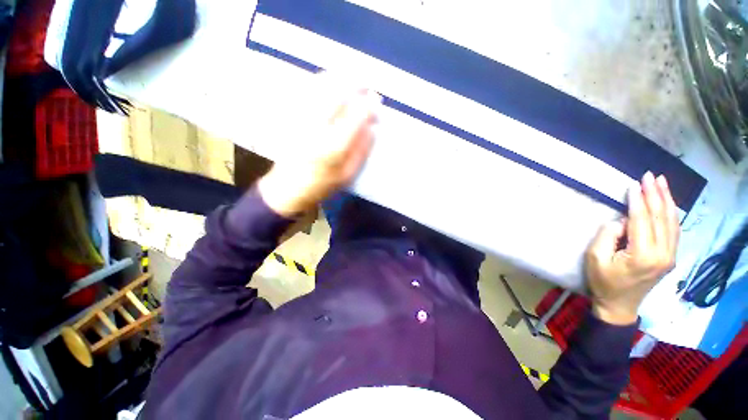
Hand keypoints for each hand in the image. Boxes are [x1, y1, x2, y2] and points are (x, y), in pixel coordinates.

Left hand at [258, 85, 380, 216]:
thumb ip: (361, 150)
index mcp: (334, 146)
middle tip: (365, 83)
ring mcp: (301, 119)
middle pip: (336, 94)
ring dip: (337, 78)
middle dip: (354, 83)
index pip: (355, 116)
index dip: (369, 105)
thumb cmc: (322, 185)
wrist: (289, 188)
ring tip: (350, 78)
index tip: (377, 101)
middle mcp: (317, 128)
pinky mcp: (291, 117)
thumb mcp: (348, 175)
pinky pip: (305, 92)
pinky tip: (329, 82)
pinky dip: (320, 83)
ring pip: (319, 88)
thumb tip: (372, 127)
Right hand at [585, 172, 679, 324]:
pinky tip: (668, 203)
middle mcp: (663, 254)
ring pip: (672, 222)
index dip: (638, 200)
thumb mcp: (595, 258)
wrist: (619, 305)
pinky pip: (674, 231)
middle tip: (651, 176)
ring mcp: (670, 256)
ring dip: (667, 201)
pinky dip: (671, 214)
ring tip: (662, 183)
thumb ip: (608, 235)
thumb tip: (623, 222)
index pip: (643, 220)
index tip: (634, 183)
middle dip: (656, 194)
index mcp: (644, 255)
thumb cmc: (603, 281)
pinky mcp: (670, 258)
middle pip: (662, 218)